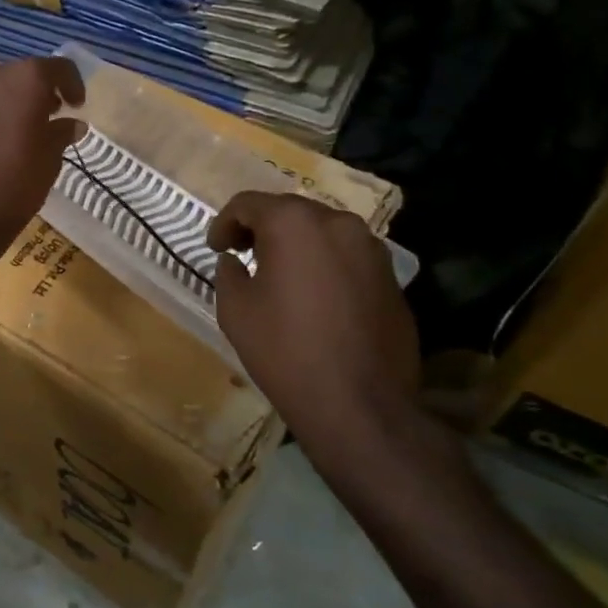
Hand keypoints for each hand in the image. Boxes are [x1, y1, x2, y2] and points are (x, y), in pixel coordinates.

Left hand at [0, 57, 85, 265]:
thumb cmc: (12, 189)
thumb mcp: (48, 164)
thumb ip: (60, 135)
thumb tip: (70, 124)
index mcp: (24, 82)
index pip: (57, 68)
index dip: (71, 84)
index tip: (75, 105)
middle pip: (16, 76)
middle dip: (31, 95)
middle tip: (40, 121)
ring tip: (3, 138)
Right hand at [208, 192, 423, 473]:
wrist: (359, 404)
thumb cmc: (285, 350)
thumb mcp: (235, 310)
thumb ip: (229, 273)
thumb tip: (235, 261)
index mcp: (294, 223)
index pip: (248, 203)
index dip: (224, 223)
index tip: (216, 248)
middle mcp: (338, 223)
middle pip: (290, 211)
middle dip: (262, 228)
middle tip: (242, 255)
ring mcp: (372, 249)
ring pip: (322, 232)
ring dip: (296, 244)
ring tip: (279, 275)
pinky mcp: (391, 277)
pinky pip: (347, 256)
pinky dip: (324, 264)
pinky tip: (314, 297)